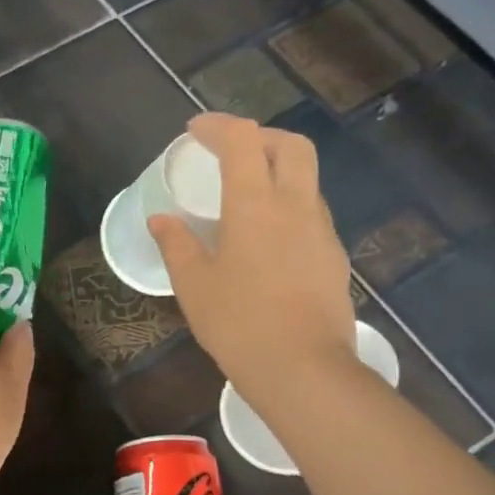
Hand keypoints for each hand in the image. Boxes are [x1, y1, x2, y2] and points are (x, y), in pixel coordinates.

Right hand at [148, 113, 356, 412]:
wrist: (303, 368)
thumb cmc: (238, 322)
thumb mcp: (193, 284)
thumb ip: (176, 244)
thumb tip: (161, 220)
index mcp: (256, 204)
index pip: (242, 140)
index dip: (218, 126)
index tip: (195, 131)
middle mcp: (296, 205)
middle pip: (291, 145)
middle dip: (260, 137)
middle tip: (231, 152)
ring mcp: (322, 230)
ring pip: (307, 178)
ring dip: (278, 170)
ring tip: (247, 195)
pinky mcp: (334, 256)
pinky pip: (312, 213)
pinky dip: (289, 205)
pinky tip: (268, 238)